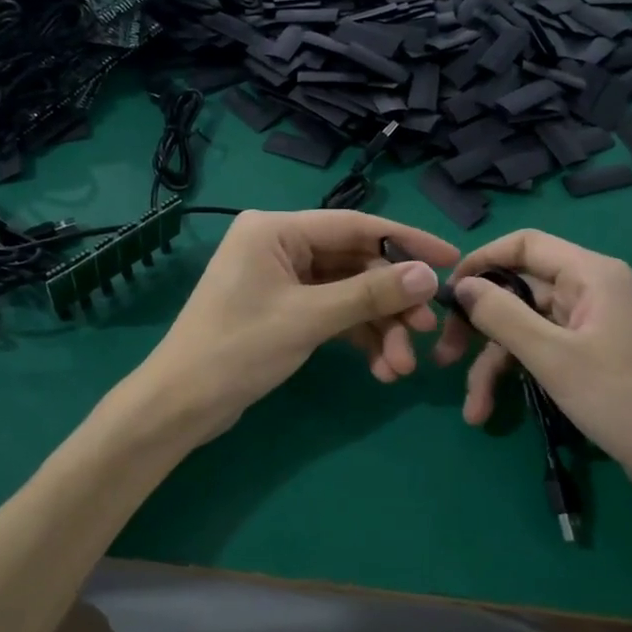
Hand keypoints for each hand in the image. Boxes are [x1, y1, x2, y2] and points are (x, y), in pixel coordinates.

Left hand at [143, 210, 459, 440]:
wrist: (181, 405)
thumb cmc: (237, 350)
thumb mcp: (309, 319)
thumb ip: (370, 294)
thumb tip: (428, 276)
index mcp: (276, 230)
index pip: (355, 226)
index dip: (406, 242)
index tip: (450, 260)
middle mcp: (279, 245)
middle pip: (354, 264)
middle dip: (391, 303)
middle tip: (425, 333)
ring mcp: (281, 279)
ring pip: (347, 294)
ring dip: (378, 328)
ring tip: (401, 367)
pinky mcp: (283, 310)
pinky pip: (331, 314)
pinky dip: (356, 338)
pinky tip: (380, 368)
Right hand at [434, 229, 631, 509]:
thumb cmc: (623, 400)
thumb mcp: (553, 357)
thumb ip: (502, 315)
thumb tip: (462, 286)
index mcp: (591, 274)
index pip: (525, 244)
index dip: (482, 261)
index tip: (447, 292)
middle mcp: (591, 290)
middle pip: (518, 290)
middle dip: (480, 325)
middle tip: (444, 354)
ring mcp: (590, 325)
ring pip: (524, 328)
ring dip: (493, 363)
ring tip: (473, 408)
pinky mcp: (588, 356)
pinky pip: (540, 351)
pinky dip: (515, 376)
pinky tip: (488, 411)